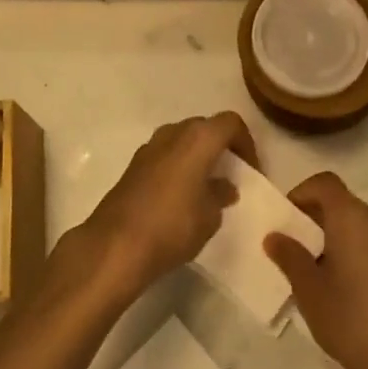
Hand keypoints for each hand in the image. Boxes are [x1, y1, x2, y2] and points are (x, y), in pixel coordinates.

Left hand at [82, 113, 252, 300]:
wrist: (116, 245)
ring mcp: (149, 147)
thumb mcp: (210, 216)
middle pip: (205, 127)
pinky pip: (165, 155)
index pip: (230, 123)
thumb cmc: (173, 226)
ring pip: (182, 140)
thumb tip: (224, 186)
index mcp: (198, 138)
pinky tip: (181, 196)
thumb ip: (220, 194)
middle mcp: (173, 133)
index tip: (251, 170)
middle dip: (221, 147)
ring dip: (198, 156)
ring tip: (207, 186)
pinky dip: (178, 166)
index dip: (246, 143)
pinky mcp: (133, 165)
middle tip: (231, 174)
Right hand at [265, 173, 367, 368]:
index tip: (287, 219)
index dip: (302, 193)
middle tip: (297, 248)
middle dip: (317, 218)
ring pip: (361, 227)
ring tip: (320, 273)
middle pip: (343, 203)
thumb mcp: (309, 290)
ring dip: (338, 238)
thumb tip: (275, 236)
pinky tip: (349, 292)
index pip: (325, 183)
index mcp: (351, 218)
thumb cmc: (350, 320)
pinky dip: (359, 255)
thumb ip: (290, 257)